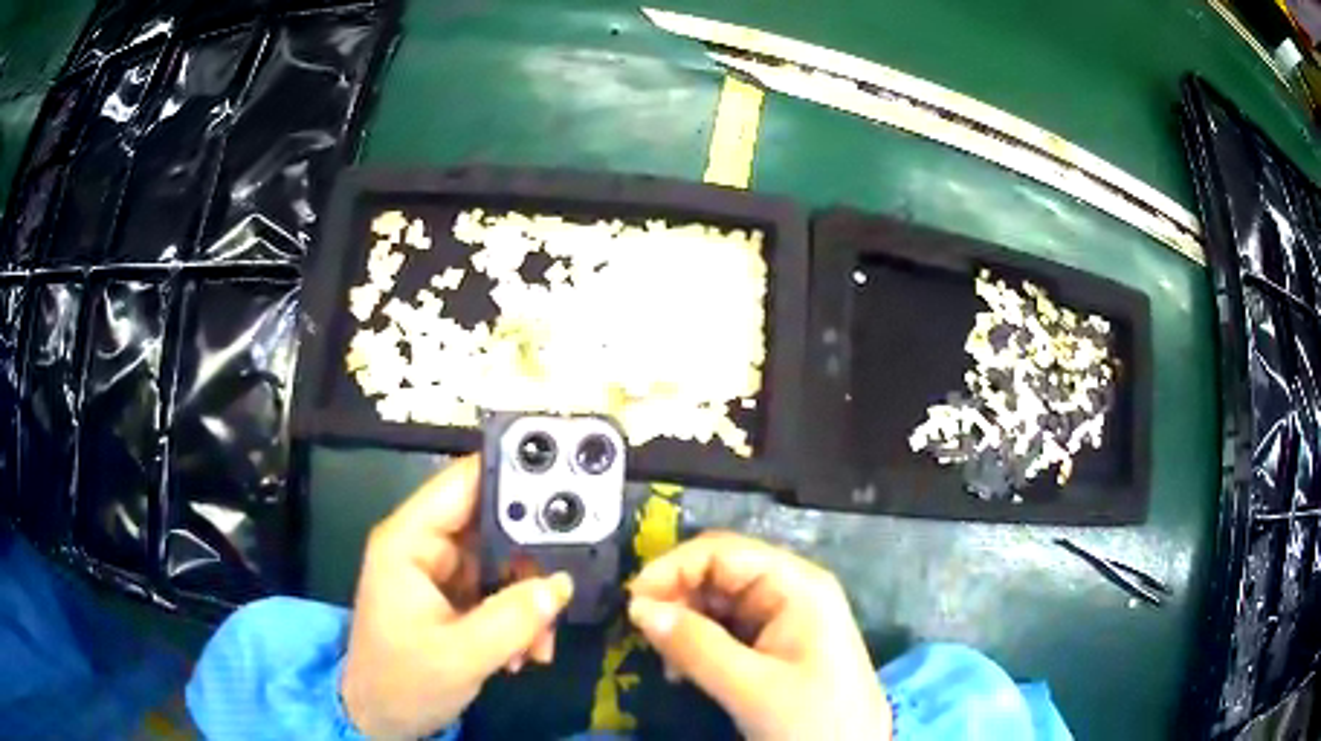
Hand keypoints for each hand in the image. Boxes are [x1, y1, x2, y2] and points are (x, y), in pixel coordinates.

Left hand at [341, 456, 574, 737]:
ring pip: (500, 563)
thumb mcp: (460, 656)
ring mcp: (437, 573)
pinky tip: (526, 650)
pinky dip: (518, 616)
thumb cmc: (403, 683)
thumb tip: (560, 584)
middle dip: (529, 559)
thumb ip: (512, 619)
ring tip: (540, 639)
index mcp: (408, 542)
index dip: (511, 477)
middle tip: (562, 586)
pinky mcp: (450, 598)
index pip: (462, 484)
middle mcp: (422, 547)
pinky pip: (496, 591)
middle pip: (489, 524)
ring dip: (527, 599)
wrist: (380, 718)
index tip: (567, 480)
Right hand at [627, 532, 890, 740]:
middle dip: (677, 599)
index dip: (673, 568)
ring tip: (666, 662)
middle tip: (644, 636)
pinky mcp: (776, 645)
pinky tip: (683, 670)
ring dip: (684, 625)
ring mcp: (785, 618)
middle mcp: (791, 591)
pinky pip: (726, 629)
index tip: (632, 603)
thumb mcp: (749, 686)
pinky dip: (698, 644)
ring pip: (717, 603)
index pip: (722, 551)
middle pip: (718, 573)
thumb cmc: (810, 718)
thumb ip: (694, 645)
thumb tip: (638, 608)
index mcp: (796, 585)